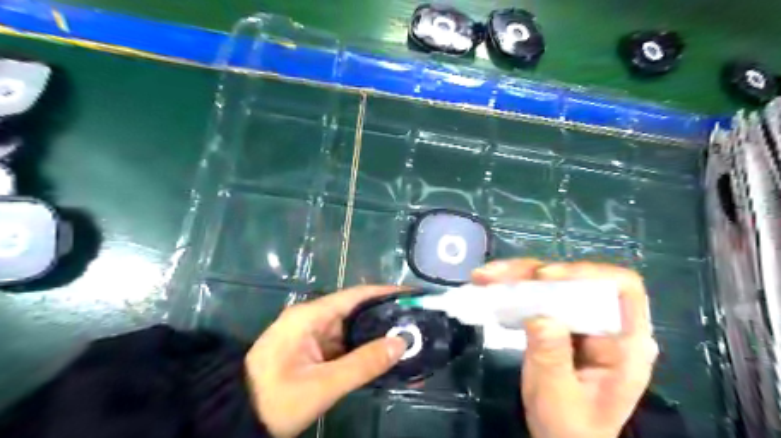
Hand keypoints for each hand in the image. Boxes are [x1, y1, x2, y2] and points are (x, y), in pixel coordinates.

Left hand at [245, 285, 408, 436]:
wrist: (236, 417)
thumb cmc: (276, 399)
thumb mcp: (322, 385)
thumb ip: (362, 364)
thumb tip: (400, 343)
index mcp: (310, 316)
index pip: (355, 295)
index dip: (384, 293)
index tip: (411, 294)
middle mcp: (312, 318)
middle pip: (355, 309)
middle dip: (385, 313)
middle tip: (415, 318)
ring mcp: (312, 334)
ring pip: (351, 327)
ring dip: (375, 331)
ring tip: (407, 334)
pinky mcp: (312, 349)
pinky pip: (343, 343)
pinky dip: (363, 347)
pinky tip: (383, 352)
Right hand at [470, 261, 657, 437]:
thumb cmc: (569, 424)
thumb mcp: (558, 396)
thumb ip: (551, 358)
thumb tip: (540, 315)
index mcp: (624, 342)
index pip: (621, 287)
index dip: (586, 273)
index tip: (545, 277)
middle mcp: (605, 322)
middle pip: (576, 278)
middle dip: (534, 271)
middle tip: (497, 276)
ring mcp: (580, 319)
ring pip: (552, 281)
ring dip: (516, 276)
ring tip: (483, 277)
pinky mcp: (559, 319)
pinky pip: (537, 294)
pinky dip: (512, 287)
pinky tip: (489, 287)